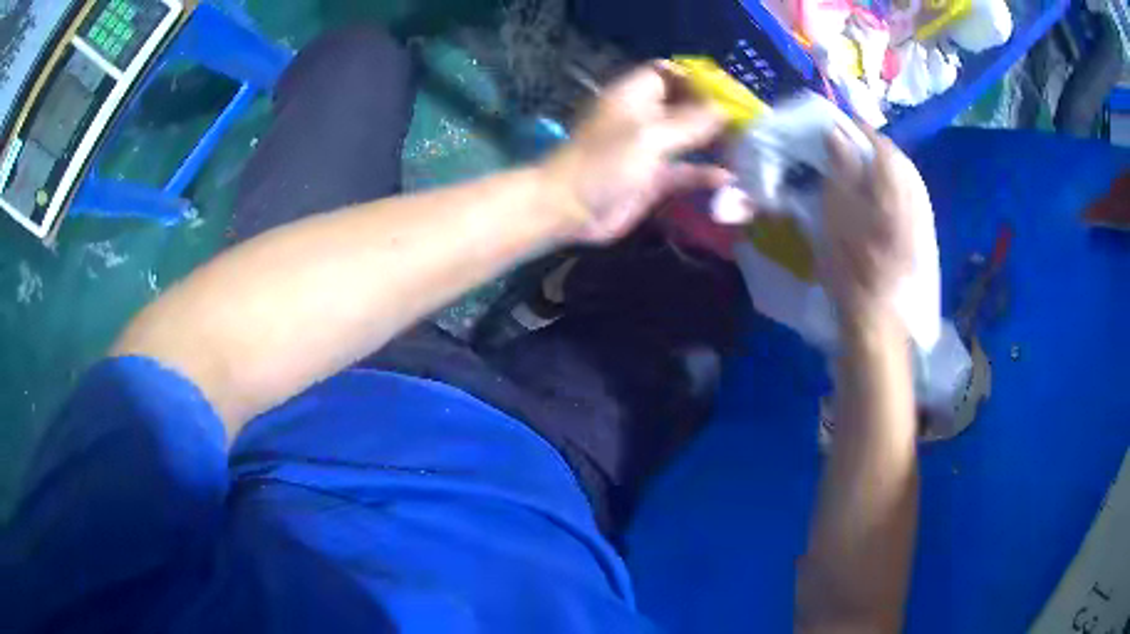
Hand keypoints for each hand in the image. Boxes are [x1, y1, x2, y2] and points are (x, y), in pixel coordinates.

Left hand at [541, 62, 732, 243]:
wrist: (571, 209)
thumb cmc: (606, 162)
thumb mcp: (650, 136)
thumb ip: (690, 122)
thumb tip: (724, 109)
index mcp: (635, 95)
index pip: (668, 73)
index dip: (696, 79)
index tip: (727, 91)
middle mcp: (644, 116)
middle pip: (684, 105)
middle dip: (713, 111)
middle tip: (747, 121)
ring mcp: (650, 148)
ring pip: (688, 138)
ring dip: (713, 142)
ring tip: (747, 148)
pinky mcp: (654, 178)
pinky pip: (685, 171)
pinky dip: (704, 174)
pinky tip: (728, 179)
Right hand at [822, 124, 927, 325]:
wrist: (877, 318)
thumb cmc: (851, 266)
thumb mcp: (837, 214)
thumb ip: (841, 170)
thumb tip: (838, 133)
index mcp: (892, 189)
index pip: (881, 145)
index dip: (861, 130)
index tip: (840, 124)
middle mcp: (913, 198)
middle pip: (897, 161)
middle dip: (874, 148)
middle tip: (850, 146)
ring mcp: (920, 219)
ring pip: (905, 180)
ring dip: (885, 168)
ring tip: (863, 169)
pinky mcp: (920, 237)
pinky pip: (909, 199)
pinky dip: (893, 189)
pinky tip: (880, 198)